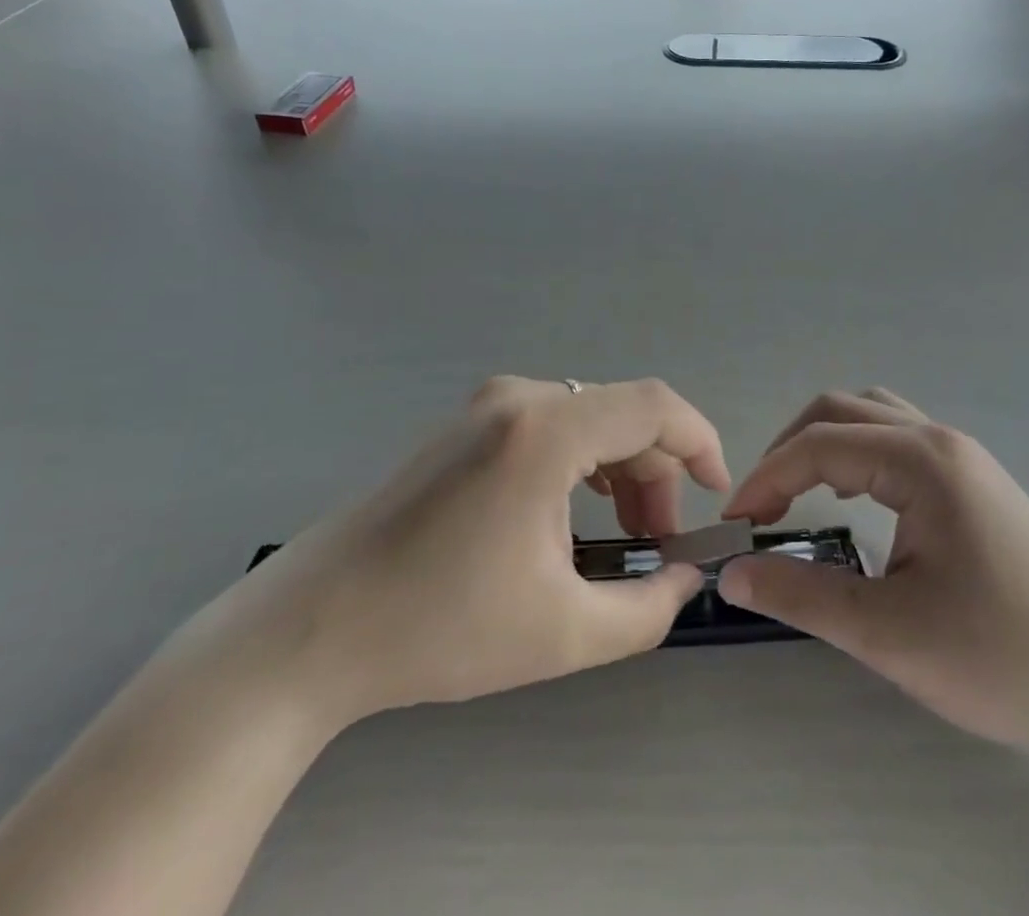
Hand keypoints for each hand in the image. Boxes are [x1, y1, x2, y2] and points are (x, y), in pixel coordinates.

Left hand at [191, 377, 729, 735]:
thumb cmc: (440, 626)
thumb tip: (687, 577)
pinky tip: (571, 517)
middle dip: (656, 475)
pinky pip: (552, 424)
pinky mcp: (466, 422)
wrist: (314, 626)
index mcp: (546, 430)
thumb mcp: (563, 632)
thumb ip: (649, 608)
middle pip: (622, 414)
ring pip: (589, 418)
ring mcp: (486, 404)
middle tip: (655, 545)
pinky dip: (582, 463)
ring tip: (618, 537)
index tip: (714, 498)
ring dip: (620, 470)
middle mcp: (520, 397)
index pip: (654, 406)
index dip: (700, 443)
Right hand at [718, 388, 1028, 775]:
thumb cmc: (1003, 658)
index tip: (736, 525)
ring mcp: (962, 457)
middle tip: (762, 506)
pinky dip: (858, 455)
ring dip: (825, 444)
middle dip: (790, 449)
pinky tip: (855, 501)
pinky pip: (897, 441)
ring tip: (799, 495)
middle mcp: (939, 440)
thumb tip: (732, 573)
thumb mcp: (891, 634)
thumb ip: (802, 595)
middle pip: (841, 410)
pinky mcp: (974, 482)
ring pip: (872, 418)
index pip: (819, 445)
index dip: (766, 477)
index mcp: (920, 461)